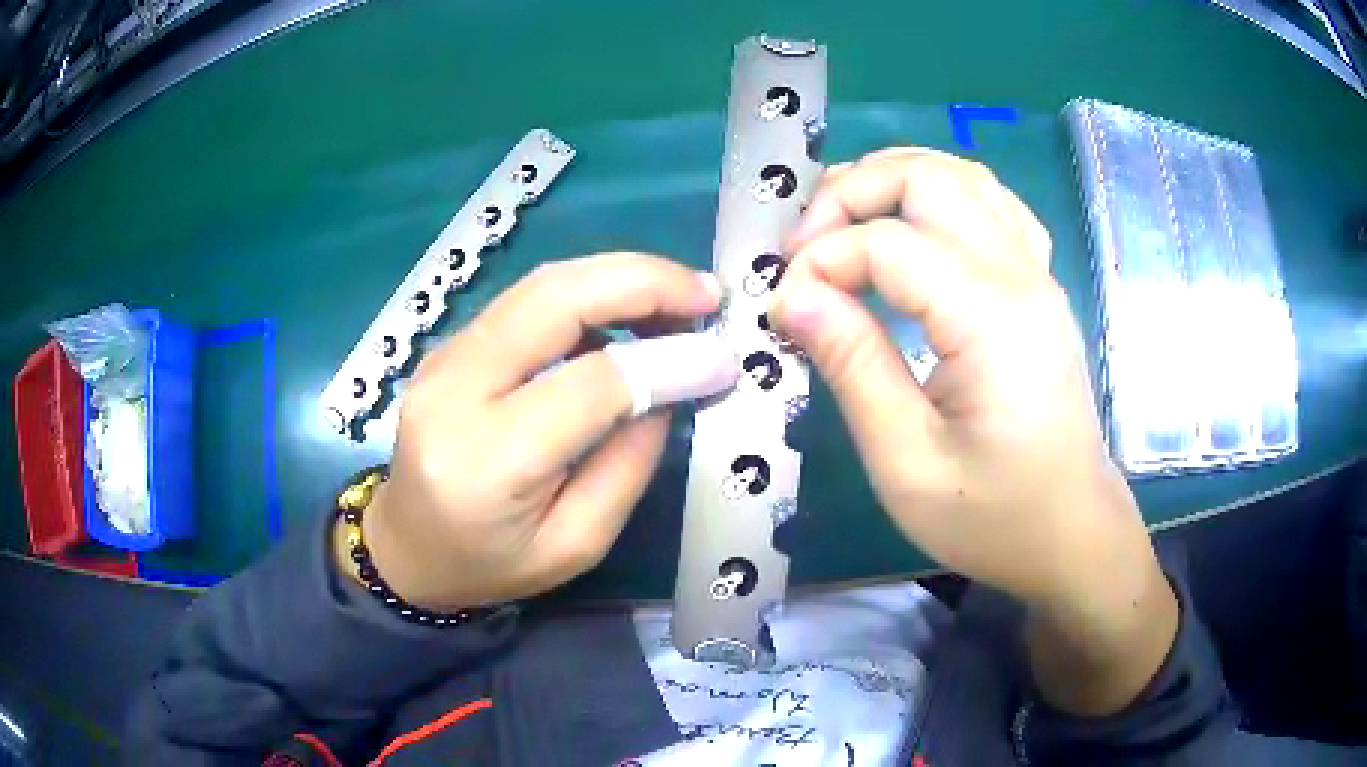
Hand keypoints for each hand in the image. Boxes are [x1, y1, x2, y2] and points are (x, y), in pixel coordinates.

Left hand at [340, 254, 723, 610]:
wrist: (405, 549)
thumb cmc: (489, 565)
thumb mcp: (575, 545)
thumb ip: (628, 465)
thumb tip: (671, 384)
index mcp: (487, 461)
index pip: (589, 384)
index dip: (667, 360)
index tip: (723, 358)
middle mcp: (454, 391)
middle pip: (554, 299)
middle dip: (642, 282)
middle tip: (706, 294)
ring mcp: (442, 358)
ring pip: (539, 285)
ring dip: (617, 277)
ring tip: (678, 297)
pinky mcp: (448, 347)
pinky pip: (524, 300)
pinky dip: (586, 292)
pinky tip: (625, 312)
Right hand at [770, 148, 1175, 713]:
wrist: (1071, 534)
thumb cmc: (994, 516)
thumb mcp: (907, 463)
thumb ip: (852, 366)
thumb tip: (792, 296)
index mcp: (991, 320)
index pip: (890, 244)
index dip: (822, 260)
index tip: (784, 307)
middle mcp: (1021, 276)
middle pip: (930, 178)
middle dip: (852, 193)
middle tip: (805, 245)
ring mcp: (1037, 275)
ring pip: (964, 177)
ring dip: (894, 181)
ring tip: (845, 222)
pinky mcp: (1039, 287)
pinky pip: (992, 205)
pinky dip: (941, 195)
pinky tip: (913, 228)